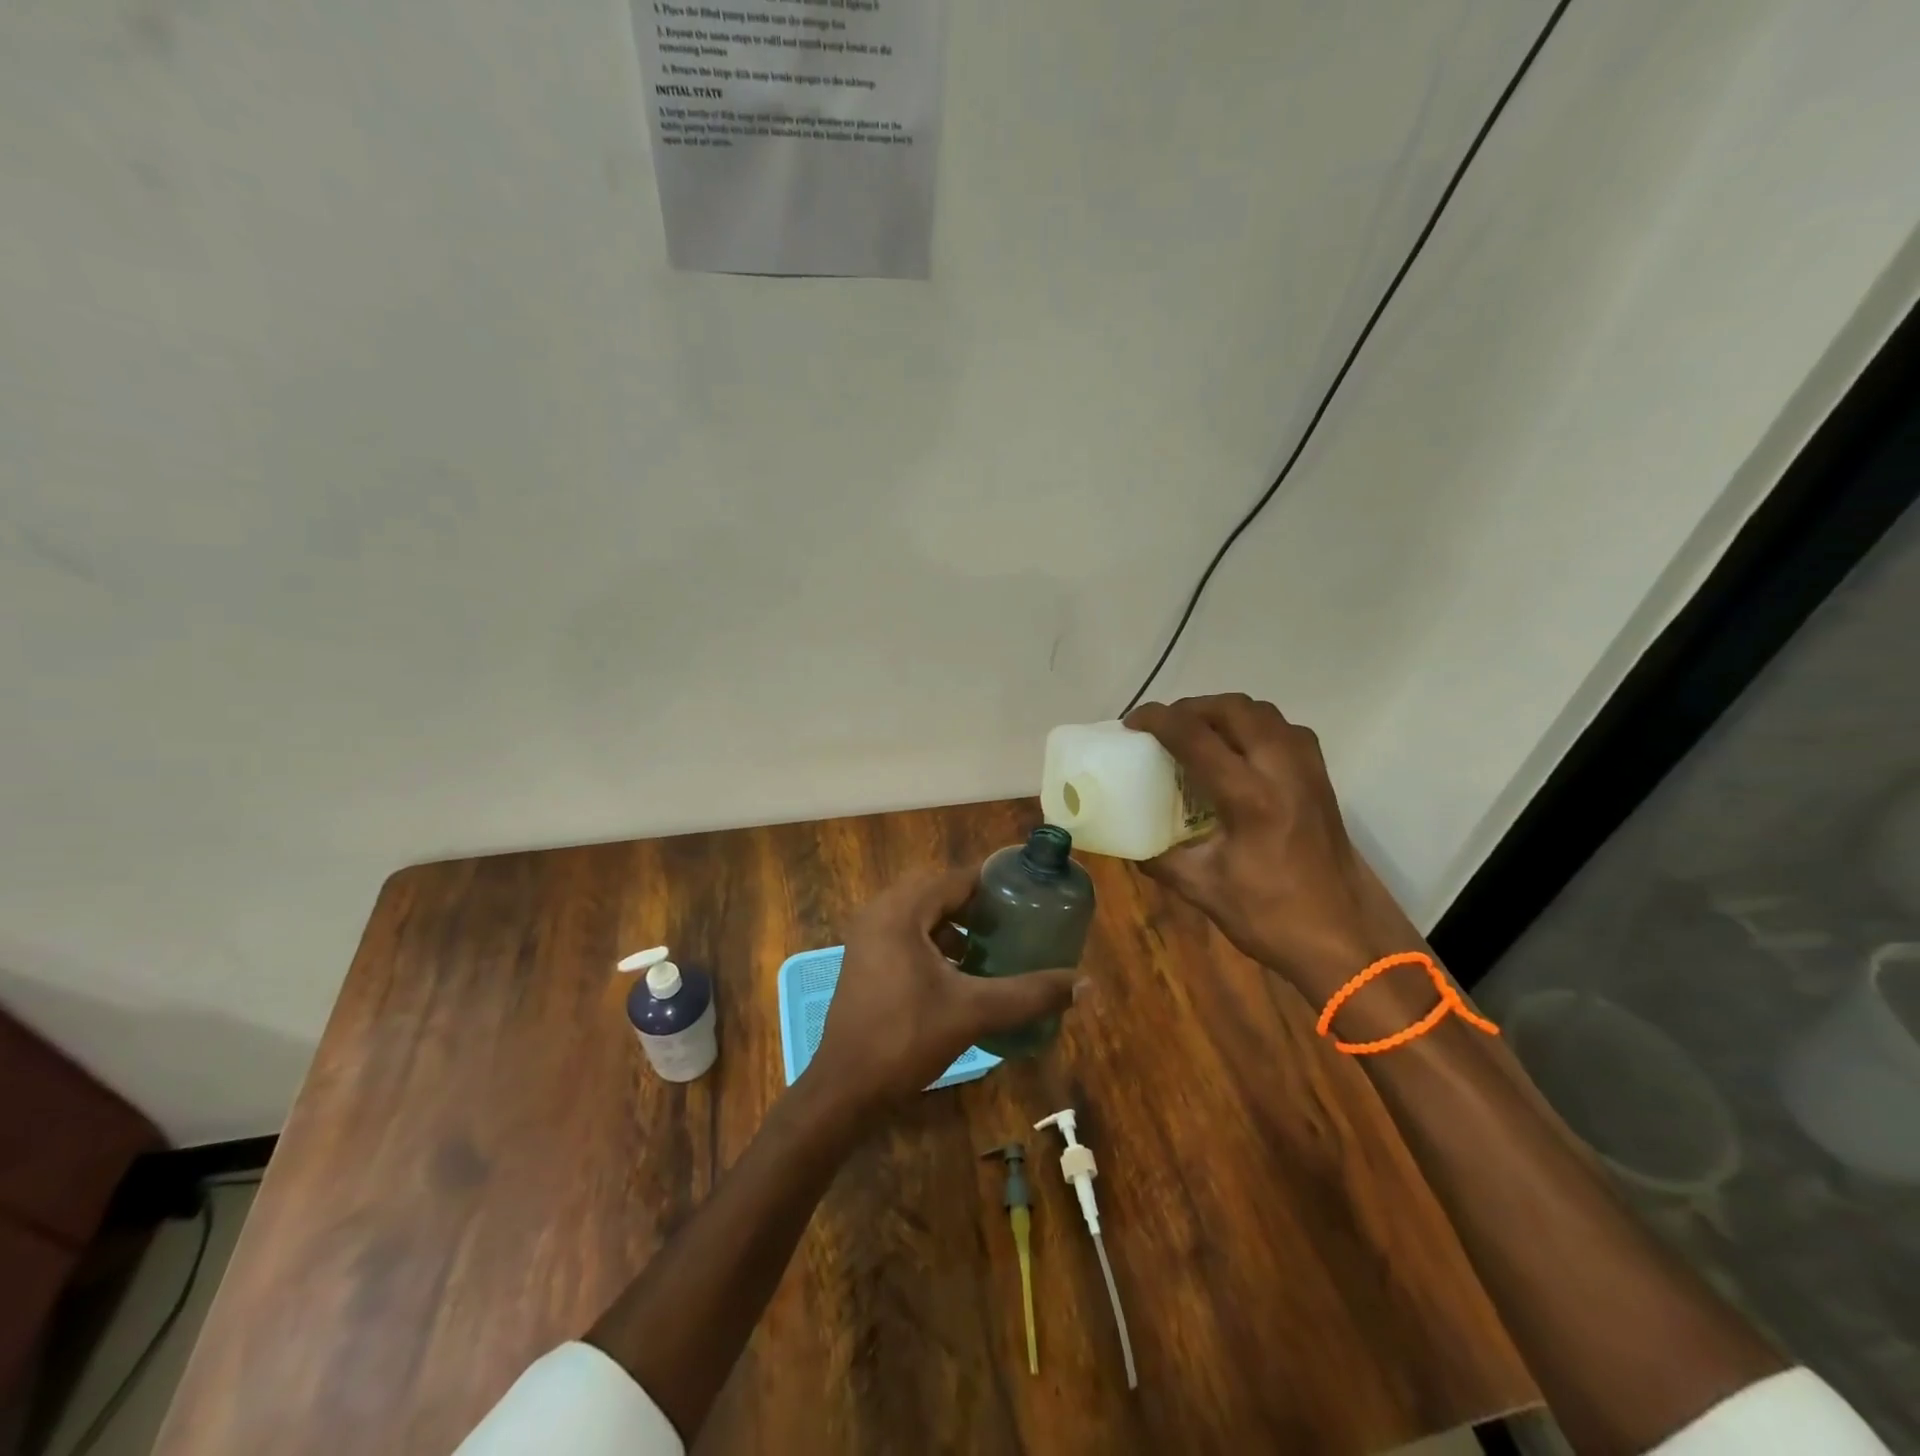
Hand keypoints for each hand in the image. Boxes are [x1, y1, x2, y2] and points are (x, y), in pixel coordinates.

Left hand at [808, 866, 1081, 1114]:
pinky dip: (936, 944)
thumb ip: (1029, 994)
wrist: (844, 1090)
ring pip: (922, 915)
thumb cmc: (905, 1039)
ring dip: (957, 926)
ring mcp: (868, 937)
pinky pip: (907, 935)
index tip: (1031, 897)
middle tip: (1016, 923)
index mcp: (900, 910)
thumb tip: (1086, 984)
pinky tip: (962, 973)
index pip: (957, 878)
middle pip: (939, 892)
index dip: (996, 886)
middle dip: (978, 906)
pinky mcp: (865, 961)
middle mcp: (879, 912)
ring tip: (995, 947)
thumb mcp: (973, 1012)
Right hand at [1126, 694, 1409, 996]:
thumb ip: (1159, 858)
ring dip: (1225, 712)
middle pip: (1235, 709)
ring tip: (1198, 733)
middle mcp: (1283, 771)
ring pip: (1264, 713)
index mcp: (1251, 798)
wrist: (1345, 939)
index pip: (1197, 737)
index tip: (1133, 723)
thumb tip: (1126, 840)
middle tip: (1164, 726)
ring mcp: (1308, 772)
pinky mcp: (1322, 780)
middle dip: (1192, 707)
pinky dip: (1255, 726)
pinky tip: (1238, 753)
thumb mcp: (1202, 889)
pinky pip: (1285, 730)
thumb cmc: (1272, 917)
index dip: (1159, 720)